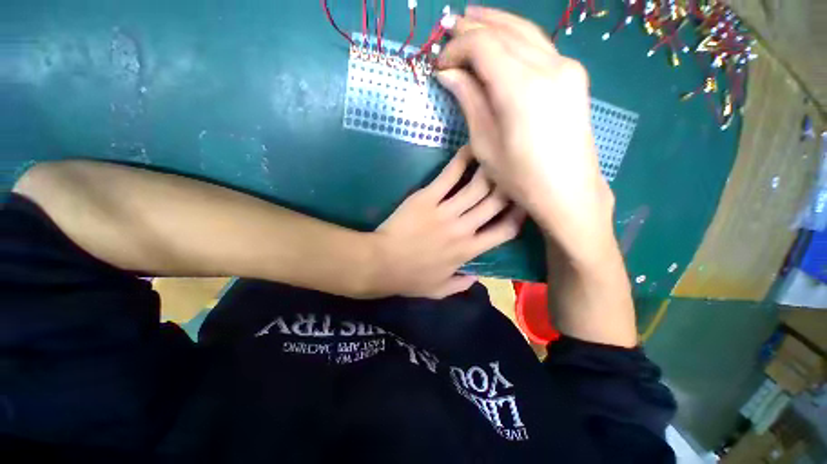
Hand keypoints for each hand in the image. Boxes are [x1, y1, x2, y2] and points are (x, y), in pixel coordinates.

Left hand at [365, 146, 523, 298]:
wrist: (382, 264)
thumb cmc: (410, 278)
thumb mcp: (439, 289)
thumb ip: (461, 284)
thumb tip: (477, 277)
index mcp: (469, 251)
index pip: (505, 231)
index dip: (519, 216)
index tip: (524, 204)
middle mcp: (463, 229)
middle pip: (496, 202)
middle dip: (511, 187)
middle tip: (515, 173)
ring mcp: (445, 211)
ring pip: (478, 186)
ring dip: (491, 169)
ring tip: (498, 155)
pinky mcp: (427, 198)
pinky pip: (449, 176)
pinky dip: (462, 160)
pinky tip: (471, 147)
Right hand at [436, 7, 615, 264]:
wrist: (568, 191)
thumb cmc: (521, 177)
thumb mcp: (486, 145)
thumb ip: (470, 101)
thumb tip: (448, 74)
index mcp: (521, 88)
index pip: (483, 47)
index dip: (457, 49)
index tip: (439, 63)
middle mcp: (548, 66)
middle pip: (504, 32)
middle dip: (473, 29)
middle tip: (449, 29)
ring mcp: (567, 67)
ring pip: (525, 32)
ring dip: (496, 23)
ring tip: (471, 19)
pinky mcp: (574, 75)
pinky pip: (540, 45)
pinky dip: (516, 37)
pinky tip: (502, 37)